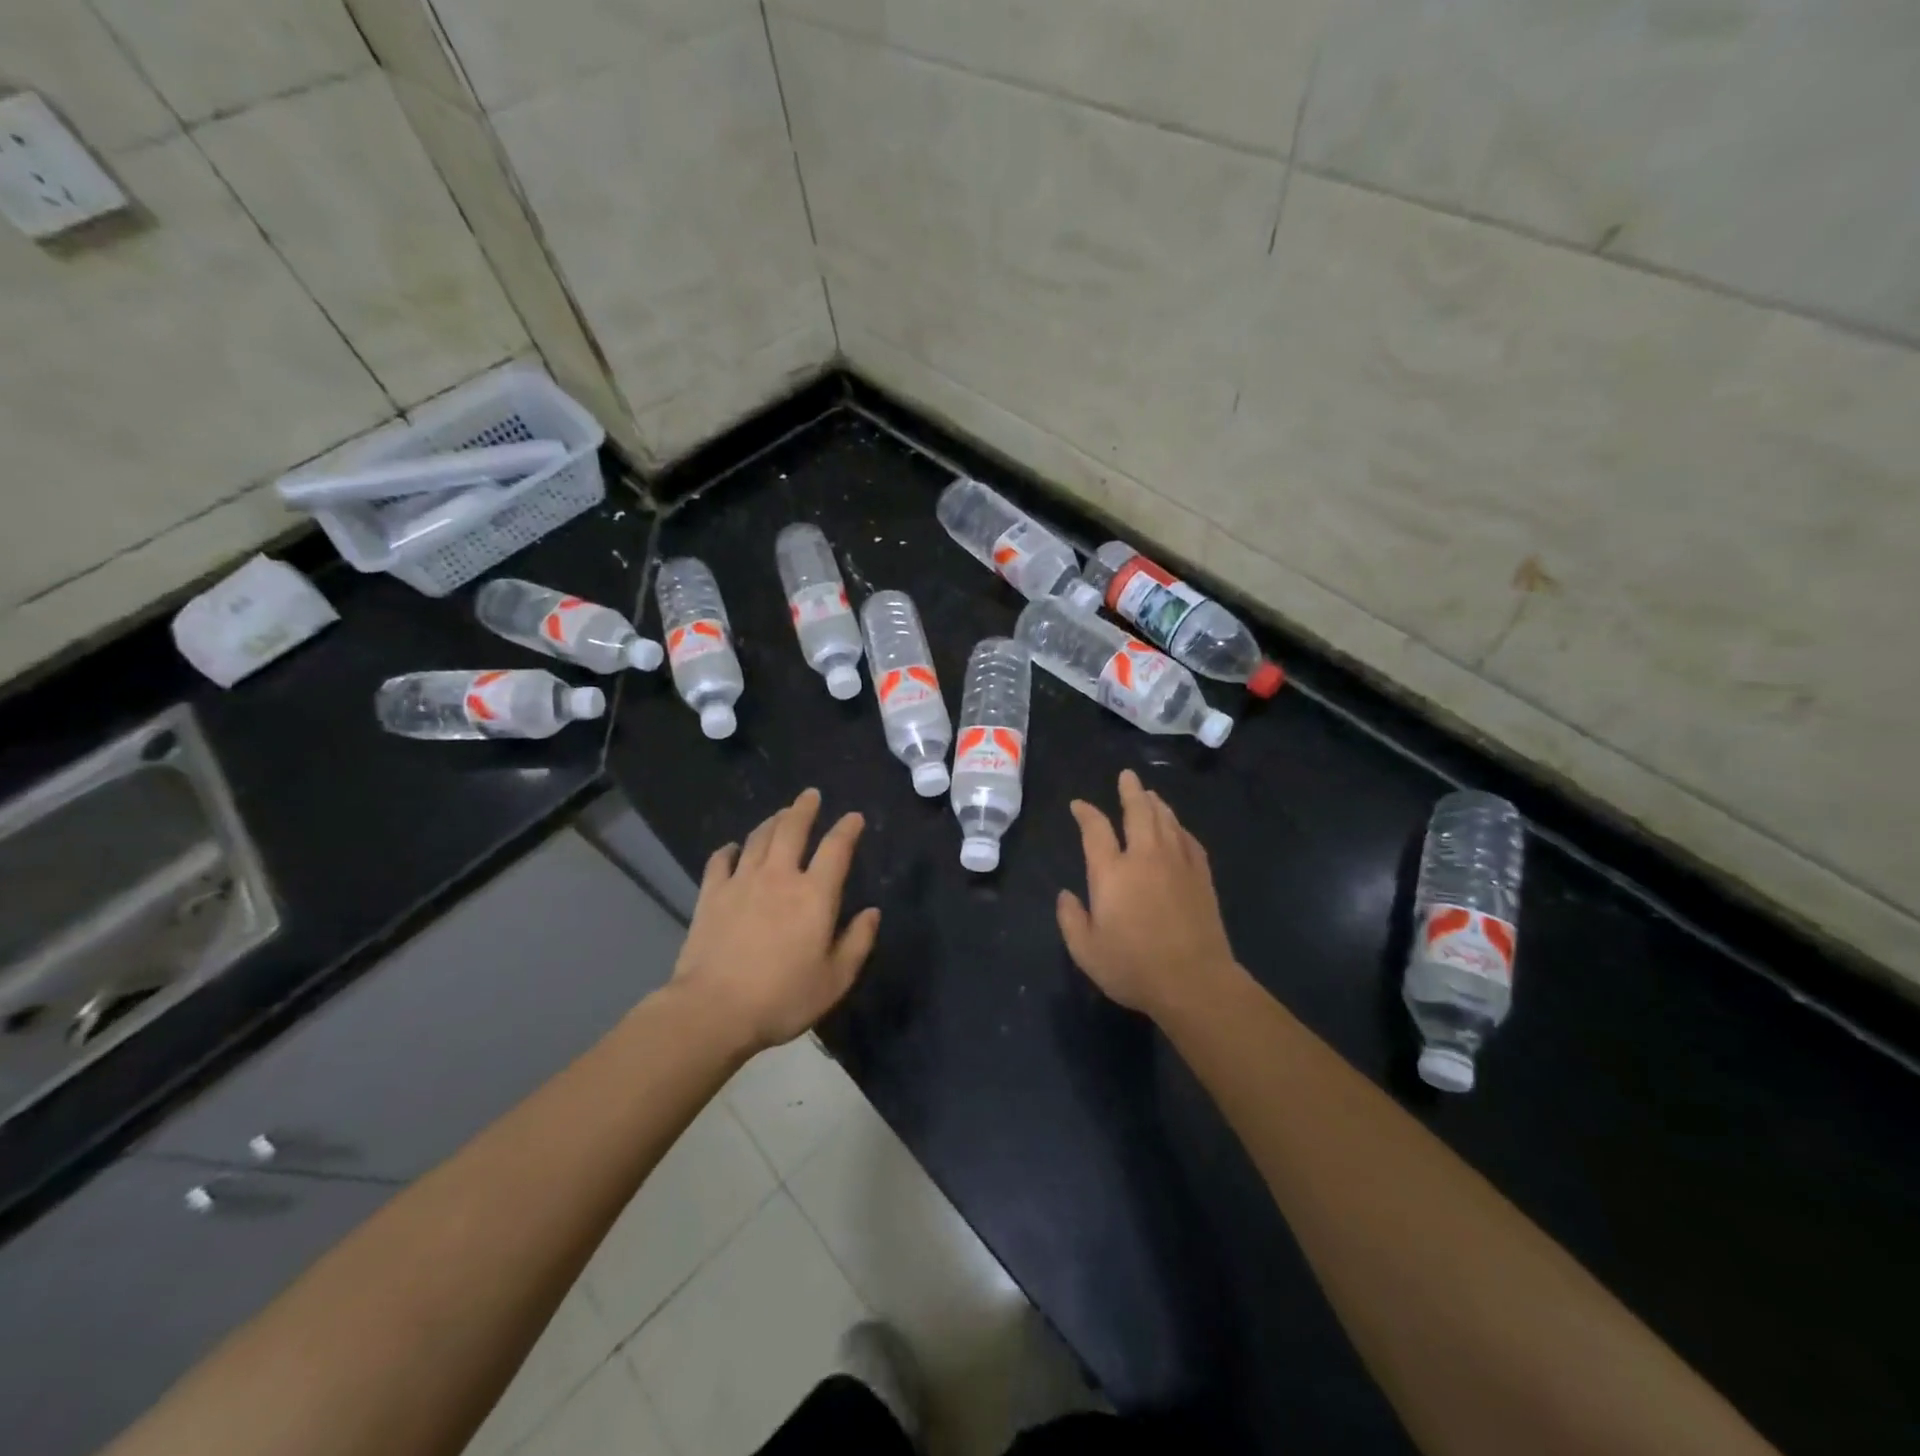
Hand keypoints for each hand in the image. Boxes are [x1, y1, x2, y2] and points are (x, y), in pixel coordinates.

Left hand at [673, 788, 880, 1052]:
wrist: (714, 1010)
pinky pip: (720, 860)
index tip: (854, 817)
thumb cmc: (782, 998)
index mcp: (814, 895)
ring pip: (758, 838)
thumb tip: (872, 912)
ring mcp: (741, 882)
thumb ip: (857, 942)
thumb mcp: (835, 979)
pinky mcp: (711, 895)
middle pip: (792, 829)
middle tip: (810, 795)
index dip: (847, 828)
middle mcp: (779, 877)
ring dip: (772, 821)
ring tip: (780, 814)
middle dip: (804, 808)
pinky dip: (730, 849)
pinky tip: (733, 848)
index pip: (836, 849)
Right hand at [1057, 769, 1240, 1019]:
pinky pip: (1189, 841)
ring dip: (1156, 804)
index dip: (1085, 813)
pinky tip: (1178, 828)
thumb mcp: (1086, 951)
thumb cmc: (1134, 967)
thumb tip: (1066, 895)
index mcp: (1112, 872)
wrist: (1194, 982)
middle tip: (1127, 776)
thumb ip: (1071, 919)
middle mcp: (1144, 857)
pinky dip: (1180, 828)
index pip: (1095, 829)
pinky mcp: (1201, 877)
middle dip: (1130, 791)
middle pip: (1138, 811)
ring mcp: (1177, 864)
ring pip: (1166, 821)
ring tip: (1149, 794)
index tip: (1079, 805)